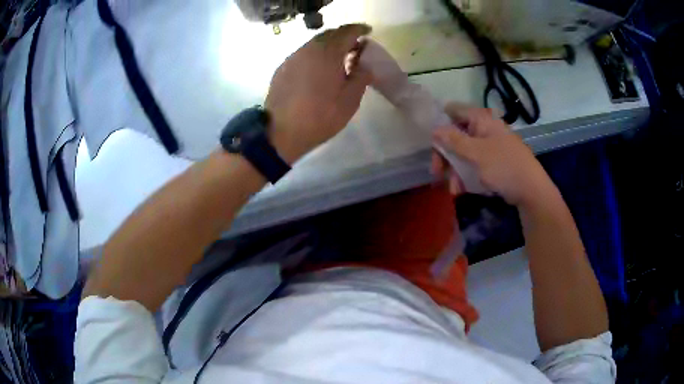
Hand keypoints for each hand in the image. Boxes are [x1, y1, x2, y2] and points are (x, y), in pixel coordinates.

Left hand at [265, 24, 372, 163]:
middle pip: (329, 34)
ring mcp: (292, 58)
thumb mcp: (350, 100)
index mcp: (328, 53)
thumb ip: (361, 76)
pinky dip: (315, 54)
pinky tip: (319, 68)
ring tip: (338, 58)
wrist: (281, 132)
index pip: (347, 32)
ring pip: (314, 43)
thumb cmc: (320, 117)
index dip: (359, 29)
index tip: (368, 32)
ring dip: (329, 45)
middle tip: (355, 47)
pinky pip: (303, 54)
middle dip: (344, 36)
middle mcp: (308, 49)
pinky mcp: (282, 68)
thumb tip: (365, 64)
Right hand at [431, 102, 554, 206]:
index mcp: (481, 119)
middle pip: (456, 135)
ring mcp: (489, 145)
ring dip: (455, 170)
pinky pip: (474, 163)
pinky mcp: (493, 161)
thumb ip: (454, 141)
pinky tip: (462, 189)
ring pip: (464, 152)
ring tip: (454, 189)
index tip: (432, 143)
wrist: (531, 190)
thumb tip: (434, 130)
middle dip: (446, 156)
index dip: (440, 123)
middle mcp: (484, 128)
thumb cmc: (504, 167)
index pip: (454, 111)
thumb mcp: (476, 154)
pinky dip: (466, 175)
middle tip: (438, 172)